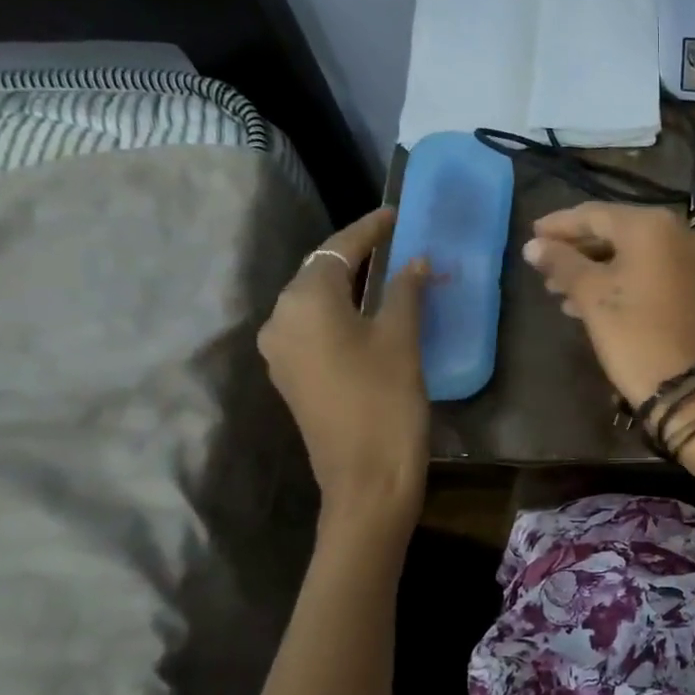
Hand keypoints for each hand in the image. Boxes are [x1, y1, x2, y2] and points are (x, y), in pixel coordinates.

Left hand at [258, 208, 430, 532]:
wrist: (366, 481)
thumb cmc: (386, 403)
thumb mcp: (402, 340)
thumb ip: (405, 291)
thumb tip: (414, 260)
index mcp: (305, 303)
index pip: (339, 250)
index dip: (369, 229)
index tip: (396, 213)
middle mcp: (281, 320)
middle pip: (321, 273)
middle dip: (358, 256)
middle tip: (397, 243)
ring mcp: (281, 352)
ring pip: (317, 302)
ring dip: (351, 287)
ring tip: (389, 275)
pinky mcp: (292, 377)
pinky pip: (315, 329)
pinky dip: (342, 314)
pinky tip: (371, 316)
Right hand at [522, 203, 694, 407]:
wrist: (684, 386)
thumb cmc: (633, 334)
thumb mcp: (591, 295)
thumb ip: (561, 263)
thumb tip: (533, 246)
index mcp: (652, 225)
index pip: (595, 215)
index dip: (560, 226)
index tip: (532, 237)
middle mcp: (680, 233)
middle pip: (616, 233)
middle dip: (577, 252)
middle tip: (544, 269)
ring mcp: (694, 260)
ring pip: (633, 255)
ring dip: (595, 270)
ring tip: (559, 291)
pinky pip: (651, 272)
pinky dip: (621, 281)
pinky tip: (588, 302)